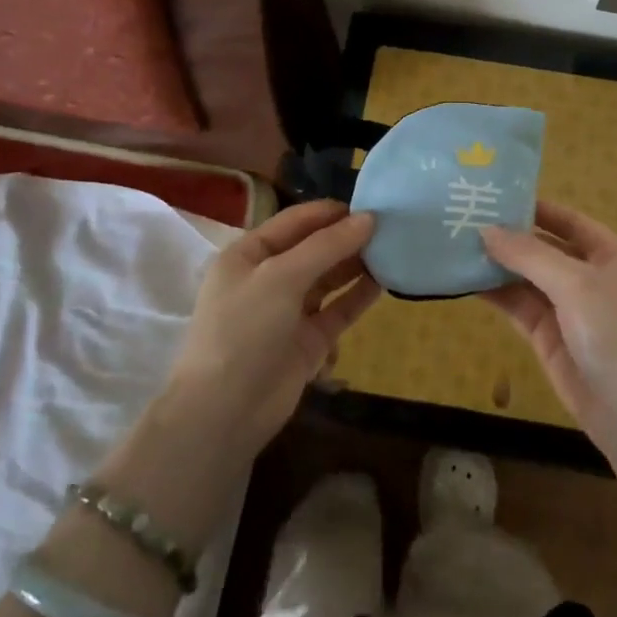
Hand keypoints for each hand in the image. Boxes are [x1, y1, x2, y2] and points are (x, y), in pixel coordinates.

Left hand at [161, 200, 380, 456]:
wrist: (224, 411)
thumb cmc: (244, 329)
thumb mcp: (281, 277)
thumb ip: (326, 246)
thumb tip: (369, 218)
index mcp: (249, 254)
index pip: (295, 222)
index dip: (331, 212)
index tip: (371, 204)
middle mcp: (269, 278)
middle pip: (314, 248)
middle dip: (348, 237)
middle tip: (391, 227)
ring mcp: (289, 311)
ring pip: (329, 278)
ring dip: (356, 264)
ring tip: (393, 249)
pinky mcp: (309, 340)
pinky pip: (338, 309)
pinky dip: (359, 296)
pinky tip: (385, 282)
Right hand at [480, 201, 616, 443]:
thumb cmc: (616, 332)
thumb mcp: (575, 284)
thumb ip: (529, 255)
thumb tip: (485, 230)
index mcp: (609, 253)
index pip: (567, 219)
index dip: (533, 207)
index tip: (492, 195)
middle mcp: (589, 275)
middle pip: (544, 247)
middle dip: (509, 236)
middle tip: (463, 218)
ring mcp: (568, 308)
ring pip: (527, 278)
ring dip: (497, 264)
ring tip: (455, 244)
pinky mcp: (549, 337)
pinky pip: (519, 307)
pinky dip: (496, 293)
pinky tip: (466, 280)